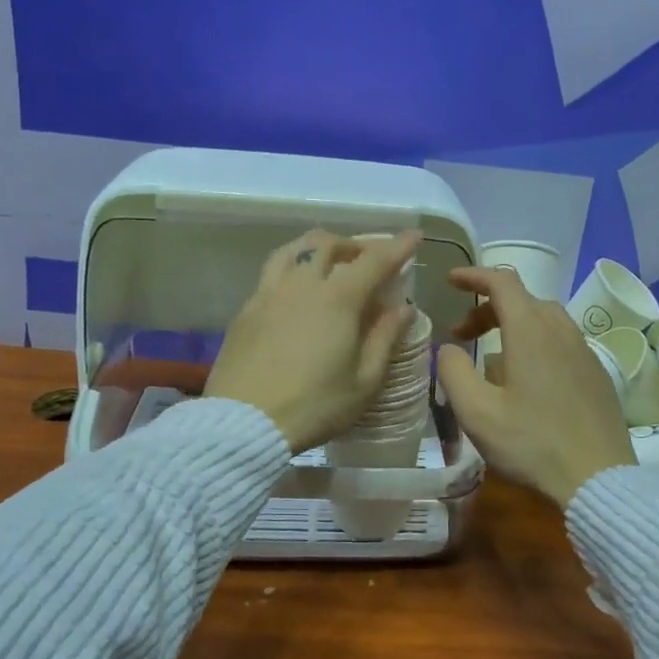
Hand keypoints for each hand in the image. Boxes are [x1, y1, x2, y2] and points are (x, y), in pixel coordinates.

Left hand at [206, 229, 420, 452]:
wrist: (244, 422)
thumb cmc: (315, 406)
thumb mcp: (364, 381)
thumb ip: (385, 339)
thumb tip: (404, 308)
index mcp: (338, 299)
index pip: (374, 260)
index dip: (397, 247)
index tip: (414, 237)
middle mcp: (302, 284)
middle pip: (329, 244)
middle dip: (355, 244)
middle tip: (369, 258)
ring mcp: (269, 293)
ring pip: (294, 250)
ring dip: (318, 247)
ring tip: (329, 261)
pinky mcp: (246, 310)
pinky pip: (272, 272)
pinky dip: (292, 266)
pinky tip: (296, 289)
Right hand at [436, 266, 635, 507]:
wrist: (597, 477)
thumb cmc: (531, 443)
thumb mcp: (477, 412)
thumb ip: (453, 371)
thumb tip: (449, 349)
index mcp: (531, 330)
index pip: (502, 282)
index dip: (474, 276)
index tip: (451, 281)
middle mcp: (561, 330)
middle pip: (523, 300)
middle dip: (488, 308)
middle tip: (463, 335)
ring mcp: (585, 351)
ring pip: (545, 320)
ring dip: (514, 326)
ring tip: (493, 357)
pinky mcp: (597, 373)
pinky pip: (562, 342)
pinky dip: (536, 344)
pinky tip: (528, 380)